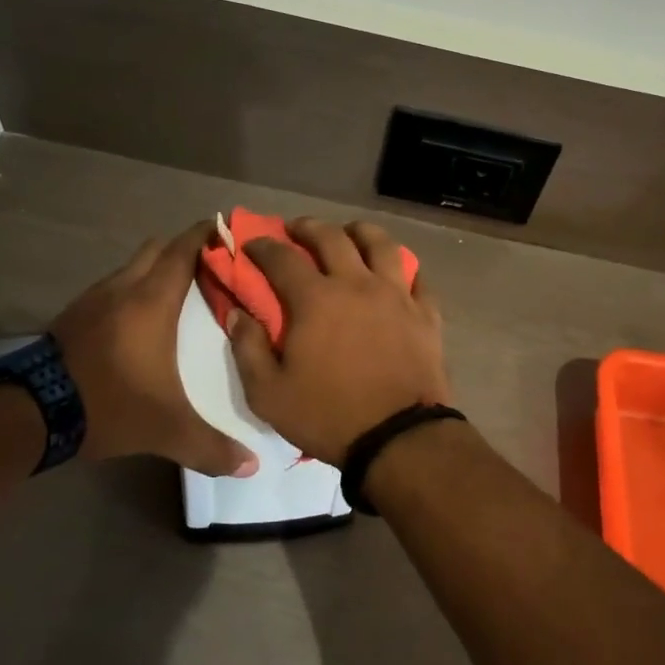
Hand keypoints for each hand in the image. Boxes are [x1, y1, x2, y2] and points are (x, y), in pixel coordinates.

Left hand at [55, 222, 258, 477]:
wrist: (28, 413)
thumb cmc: (109, 404)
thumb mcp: (166, 429)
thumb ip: (211, 446)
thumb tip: (252, 466)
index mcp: (153, 300)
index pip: (184, 249)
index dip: (207, 234)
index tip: (229, 230)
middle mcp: (124, 288)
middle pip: (158, 249)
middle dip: (184, 249)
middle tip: (212, 267)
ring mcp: (94, 299)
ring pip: (132, 266)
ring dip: (155, 269)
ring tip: (180, 292)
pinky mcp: (73, 315)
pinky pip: (113, 287)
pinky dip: (132, 289)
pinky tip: (140, 319)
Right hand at [227, 218, 449, 466]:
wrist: (398, 437)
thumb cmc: (328, 415)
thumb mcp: (269, 394)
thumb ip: (248, 348)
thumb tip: (239, 313)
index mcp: (316, 300)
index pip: (282, 258)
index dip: (262, 246)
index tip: (253, 243)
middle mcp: (356, 284)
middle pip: (332, 237)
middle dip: (308, 227)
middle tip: (296, 229)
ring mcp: (396, 294)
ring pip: (381, 244)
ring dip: (360, 231)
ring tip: (350, 233)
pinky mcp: (425, 312)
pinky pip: (417, 276)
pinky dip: (404, 267)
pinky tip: (396, 271)